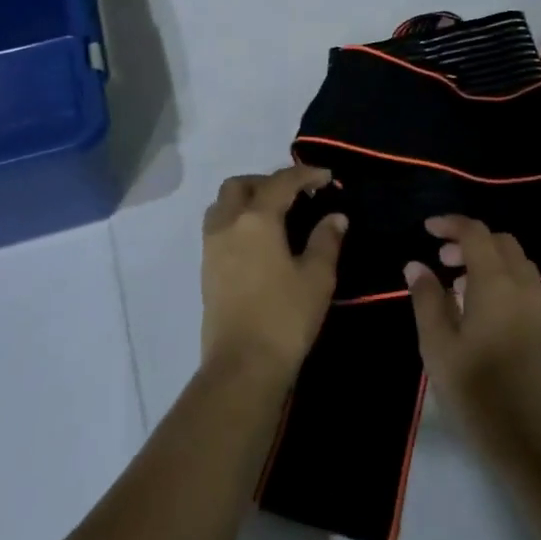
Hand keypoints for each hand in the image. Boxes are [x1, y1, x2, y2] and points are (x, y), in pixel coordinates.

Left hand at [201, 164, 346, 385]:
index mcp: (256, 219)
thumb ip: (326, 240)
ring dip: (246, 199)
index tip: (326, 177)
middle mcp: (228, 224)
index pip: (281, 182)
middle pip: (240, 185)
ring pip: (222, 205)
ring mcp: (211, 247)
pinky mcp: (205, 269)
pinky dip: (237, 221)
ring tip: (275, 216)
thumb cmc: (285, 317)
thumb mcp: (317, 277)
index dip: (305, 174)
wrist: (242, 365)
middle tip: (295, 195)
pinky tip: (259, 241)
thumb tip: (335, 217)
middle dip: (267, 181)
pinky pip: (218, 228)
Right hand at [406, 216, 540, 459]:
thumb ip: (426, 299)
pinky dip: (500, 278)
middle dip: (470, 240)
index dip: (451, 224)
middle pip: (501, 242)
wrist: (529, 442)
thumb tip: (416, 265)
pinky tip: (477, 308)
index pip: (476, 234)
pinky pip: (523, 284)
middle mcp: (523, 287)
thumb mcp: (438, 346)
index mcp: (497, 285)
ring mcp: (538, 308)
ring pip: (516, 262)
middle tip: (440, 260)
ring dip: (487, 259)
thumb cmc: (475, 392)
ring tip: (456, 283)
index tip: (426, 230)